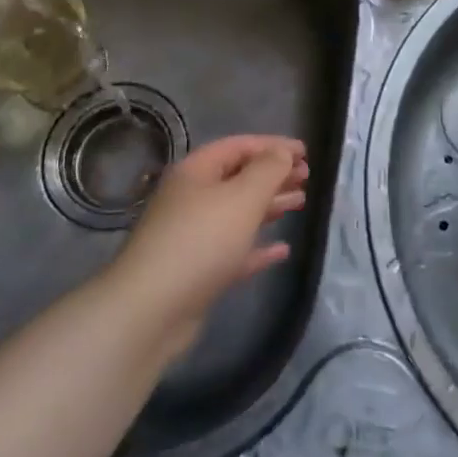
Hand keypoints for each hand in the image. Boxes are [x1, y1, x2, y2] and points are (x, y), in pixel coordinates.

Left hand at [109, 135, 308, 356]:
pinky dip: (258, 247)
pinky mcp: (197, 272)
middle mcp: (191, 198)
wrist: (151, 311)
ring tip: (301, 203)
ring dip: (270, 206)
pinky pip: (234, 251)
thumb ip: (268, 170)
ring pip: (237, 213)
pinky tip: (282, 250)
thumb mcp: (242, 197)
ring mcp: (192, 236)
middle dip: (273, 175)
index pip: (239, 146)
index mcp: (196, 171)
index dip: (273, 145)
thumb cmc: (201, 240)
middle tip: (307, 177)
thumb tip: (282, 153)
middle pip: (238, 178)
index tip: (305, 152)